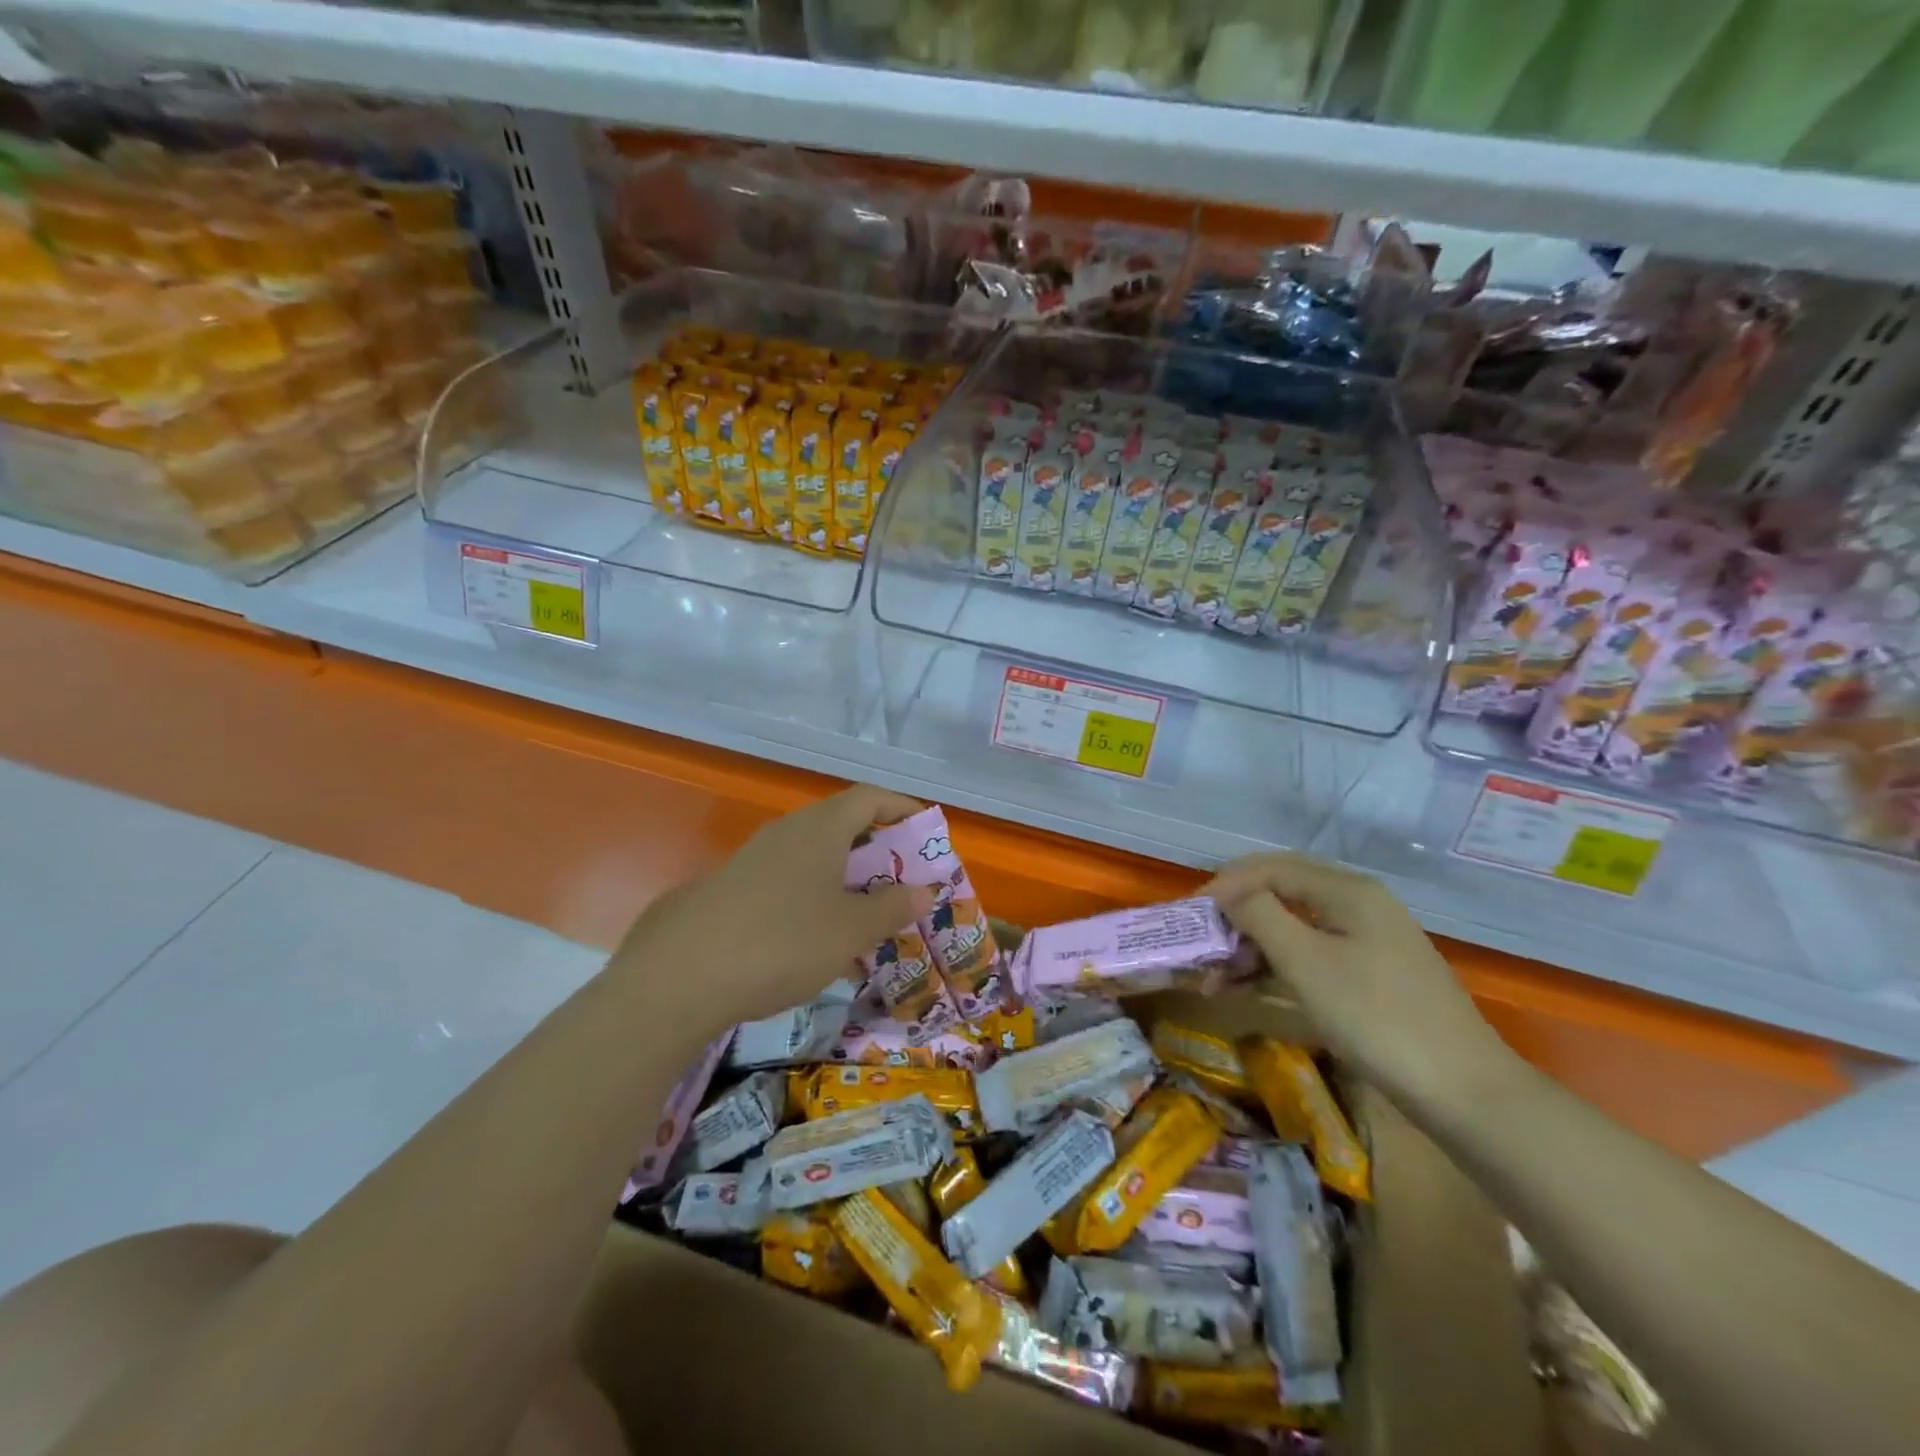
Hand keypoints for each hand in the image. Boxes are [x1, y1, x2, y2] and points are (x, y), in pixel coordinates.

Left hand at [614, 785, 937, 1028]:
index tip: (926, 831)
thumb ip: (892, 907)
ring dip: (846, 877)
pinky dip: (816, 897)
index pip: (870, 797)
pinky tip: (820, 940)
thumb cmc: (783, 941)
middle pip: (842, 824)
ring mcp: (756, 858)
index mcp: (821, 828)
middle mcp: (788, 832)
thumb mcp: (850, 929)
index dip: (902, 808)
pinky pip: (790, 880)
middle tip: (902, 880)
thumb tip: (924, 890)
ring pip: (815, 855)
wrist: (682, 976)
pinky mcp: (734, 888)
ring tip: (867, 914)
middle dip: (878, 849)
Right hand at [1202, 853, 1511, 1109]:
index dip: (1224, 885)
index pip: (1269, 868)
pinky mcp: (1373, 972)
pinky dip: (1278, 964)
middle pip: (1281, 892)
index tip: (1189, 915)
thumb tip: (1228, 892)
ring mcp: (1370, 939)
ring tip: (1216, 978)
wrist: (1465, 1092)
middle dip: (1235, 916)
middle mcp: (1359, 903)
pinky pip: (1313, 952)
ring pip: (1295, 925)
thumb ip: (1260, 915)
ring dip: (1252, 945)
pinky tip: (1251, 987)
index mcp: (1347, 890)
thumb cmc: (1376, 1018)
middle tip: (1201, 945)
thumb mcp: (1306, 963)